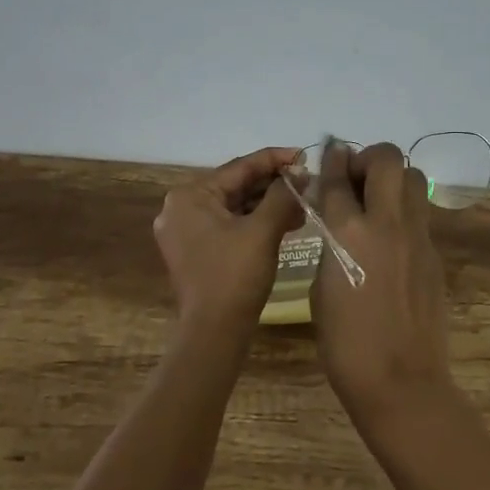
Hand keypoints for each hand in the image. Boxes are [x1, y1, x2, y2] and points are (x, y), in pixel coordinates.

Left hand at [154, 146, 303, 335]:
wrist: (214, 333)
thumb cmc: (235, 276)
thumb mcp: (263, 230)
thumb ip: (282, 195)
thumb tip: (301, 173)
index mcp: (190, 195)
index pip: (239, 167)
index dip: (275, 160)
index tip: (304, 156)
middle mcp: (181, 207)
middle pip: (236, 186)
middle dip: (274, 185)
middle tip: (308, 182)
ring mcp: (186, 231)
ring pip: (235, 206)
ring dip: (268, 204)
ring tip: (303, 204)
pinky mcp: (196, 250)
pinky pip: (229, 224)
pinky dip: (256, 222)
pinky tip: (286, 222)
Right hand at [311, 142, 454, 426]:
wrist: (400, 381)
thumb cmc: (345, 343)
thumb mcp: (321, 287)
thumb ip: (329, 243)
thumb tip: (335, 220)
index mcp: (347, 233)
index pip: (338, 176)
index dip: (332, 159)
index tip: (330, 153)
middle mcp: (386, 223)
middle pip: (386, 159)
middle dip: (368, 158)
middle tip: (356, 179)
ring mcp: (417, 236)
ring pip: (414, 177)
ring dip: (393, 179)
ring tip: (377, 202)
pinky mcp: (435, 254)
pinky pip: (421, 214)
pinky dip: (404, 212)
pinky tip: (391, 239)